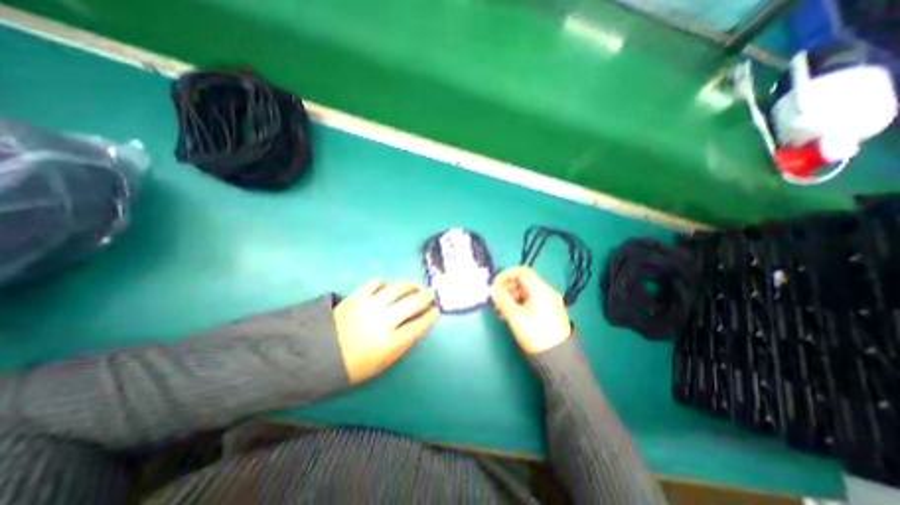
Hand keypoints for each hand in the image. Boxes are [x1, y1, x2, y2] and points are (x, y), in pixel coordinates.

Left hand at [334, 281, 439, 382]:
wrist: (316, 356)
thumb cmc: (353, 365)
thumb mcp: (383, 362)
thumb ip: (402, 343)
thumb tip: (417, 325)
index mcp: (390, 343)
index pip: (418, 325)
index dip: (430, 316)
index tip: (436, 310)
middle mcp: (382, 321)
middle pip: (412, 303)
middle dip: (425, 297)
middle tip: (431, 294)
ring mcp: (369, 306)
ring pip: (397, 289)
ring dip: (410, 286)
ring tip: (415, 287)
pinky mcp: (356, 296)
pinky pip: (375, 283)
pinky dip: (384, 284)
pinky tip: (388, 288)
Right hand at [492, 266, 567, 353]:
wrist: (558, 357)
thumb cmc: (535, 333)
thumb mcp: (515, 316)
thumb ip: (502, 299)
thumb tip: (493, 289)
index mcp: (539, 289)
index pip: (521, 271)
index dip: (505, 275)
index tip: (494, 286)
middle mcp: (546, 291)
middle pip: (523, 281)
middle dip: (507, 288)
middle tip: (495, 300)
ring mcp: (548, 301)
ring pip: (525, 291)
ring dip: (511, 297)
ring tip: (500, 310)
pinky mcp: (548, 311)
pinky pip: (530, 300)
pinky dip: (518, 303)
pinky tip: (510, 315)